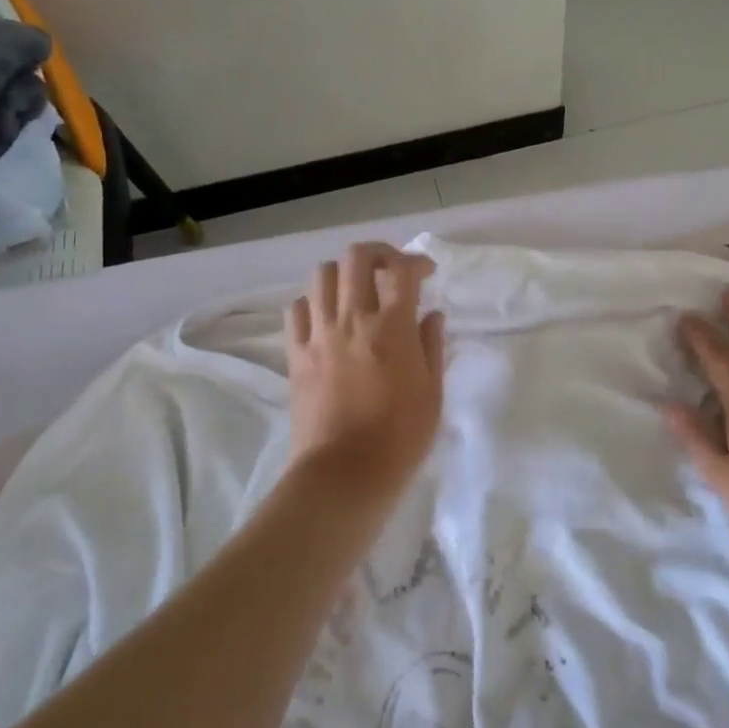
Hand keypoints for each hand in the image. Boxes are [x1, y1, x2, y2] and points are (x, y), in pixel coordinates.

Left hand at [284, 243, 445, 500]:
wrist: (345, 474)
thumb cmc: (400, 438)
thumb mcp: (432, 393)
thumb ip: (432, 346)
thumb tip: (431, 315)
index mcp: (392, 328)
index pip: (402, 270)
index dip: (417, 261)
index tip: (427, 272)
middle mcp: (353, 320)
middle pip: (356, 258)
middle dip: (379, 253)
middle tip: (392, 270)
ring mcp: (319, 335)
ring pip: (322, 275)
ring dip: (344, 273)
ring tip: (358, 291)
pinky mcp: (296, 354)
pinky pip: (296, 309)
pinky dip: (313, 302)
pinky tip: (328, 318)